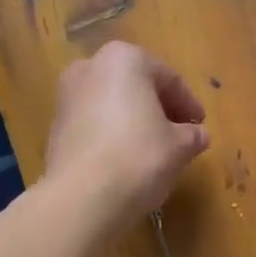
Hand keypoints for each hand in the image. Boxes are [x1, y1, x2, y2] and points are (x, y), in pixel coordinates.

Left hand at [43, 41, 209, 232]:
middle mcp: (90, 68)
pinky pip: (94, 125)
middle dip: (159, 109)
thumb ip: (193, 135)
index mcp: (124, 59)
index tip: (200, 125)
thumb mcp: (180, 146)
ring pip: (112, 105)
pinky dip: (113, 136)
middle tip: (179, 135)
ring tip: (155, 150)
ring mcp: (67, 97)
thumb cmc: (138, 157)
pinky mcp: (55, 128)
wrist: (82, 197)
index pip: (168, 78)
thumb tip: (198, 135)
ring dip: (135, 122)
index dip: (189, 104)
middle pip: (136, 86)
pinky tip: (126, 161)